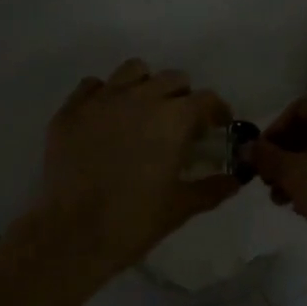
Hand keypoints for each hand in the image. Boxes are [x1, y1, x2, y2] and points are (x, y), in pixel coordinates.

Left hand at [28, 59, 241, 279]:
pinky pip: (92, 86)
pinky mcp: (71, 110)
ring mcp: (102, 100)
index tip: (217, 127)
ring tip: (142, 112)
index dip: (217, 111)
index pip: (206, 99)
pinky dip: (105, 96)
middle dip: (182, 97)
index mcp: (173, 118)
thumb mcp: (182, 207)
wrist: (73, 234)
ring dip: (145, 86)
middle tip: (180, 124)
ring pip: (132, 71)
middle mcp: (140, 98)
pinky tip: (106, 120)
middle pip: (172, 79)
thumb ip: (213, 187)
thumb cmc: (135, 221)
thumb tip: (235, 180)